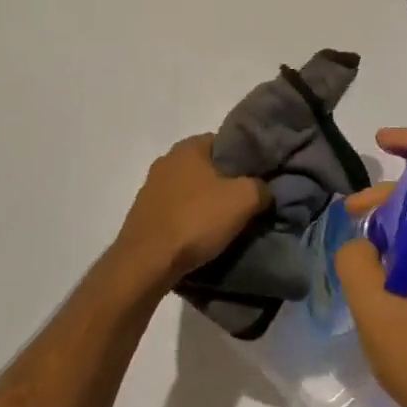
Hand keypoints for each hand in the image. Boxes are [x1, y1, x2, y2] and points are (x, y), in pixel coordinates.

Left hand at [113, 134, 270, 289]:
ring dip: (205, 203)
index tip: (256, 178)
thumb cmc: (195, 221)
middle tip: (244, 203)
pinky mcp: (142, 214)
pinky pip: (175, 211)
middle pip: (206, 167)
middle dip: (225, 183)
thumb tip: (264, 189)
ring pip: (190, 190)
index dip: (244, 159)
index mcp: (188, 147)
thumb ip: (261, 187)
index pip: (225, 142)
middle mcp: (166, 160)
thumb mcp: (243, 200)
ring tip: (223, 224)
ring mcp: (150, 188)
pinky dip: (188, 220)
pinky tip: (198, 237)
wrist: (146, 263)